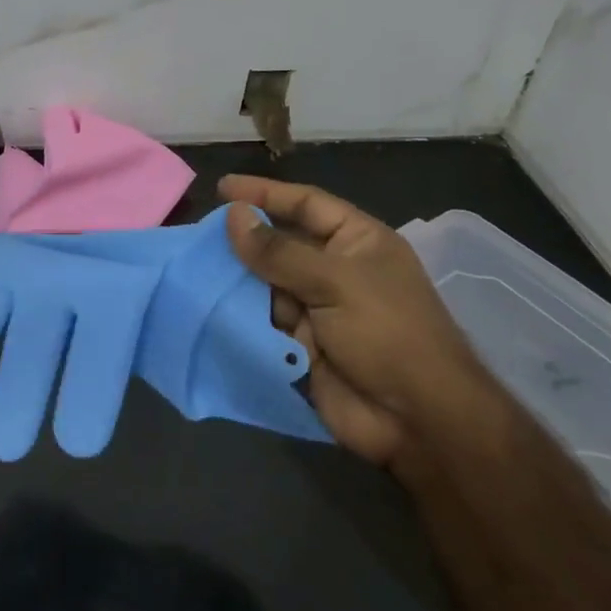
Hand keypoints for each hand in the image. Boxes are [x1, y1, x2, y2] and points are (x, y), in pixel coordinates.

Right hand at [221, 175, 511, 471]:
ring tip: (193, 270)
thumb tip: (233, 215)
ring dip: (236, 280)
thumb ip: (279, 251)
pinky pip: (261, 322)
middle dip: (243, 241)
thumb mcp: (336, 282)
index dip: (266, 193)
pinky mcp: (299, 345)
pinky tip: (206, 305)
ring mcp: (317, 310)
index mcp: (357, 243)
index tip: (223, 188)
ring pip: (264, 284)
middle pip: (280, 244)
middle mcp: (335, 271)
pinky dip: (238, 316)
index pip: (306, 204)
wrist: (417, 422)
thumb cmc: (387, 334)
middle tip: (197, 236)